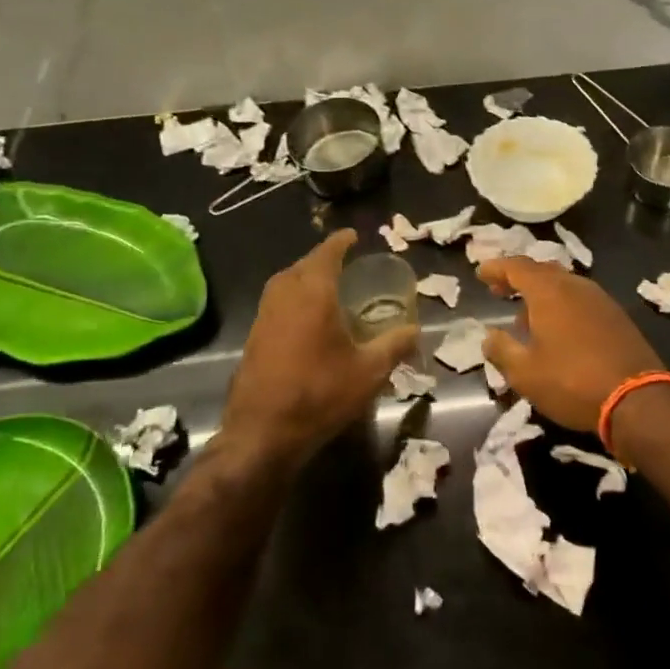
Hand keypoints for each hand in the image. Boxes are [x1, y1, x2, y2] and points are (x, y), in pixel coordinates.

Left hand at [224, 230, 416, 462]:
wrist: (262, 433)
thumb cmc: (320, 394)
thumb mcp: (369, 372)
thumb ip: (394, 345)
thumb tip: (416, 330)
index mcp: (314, 294)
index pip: (327, 254)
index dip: (340, 242)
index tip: (352, 235)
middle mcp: (285, 296)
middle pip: (302, 265)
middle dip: (321, 259)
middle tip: (342, 262)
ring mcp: (264, 317)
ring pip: (284, 283)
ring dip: (303, 277)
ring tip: (324, 286)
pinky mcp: (253, 338)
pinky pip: (275, 303)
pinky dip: (291, 298)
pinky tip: (305, 319)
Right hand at [477, 257, 669, 432]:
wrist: (637, 398)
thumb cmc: (572, 382)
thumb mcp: (525, 373)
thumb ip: (501, 350)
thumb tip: (488, 336)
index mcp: (549, 291)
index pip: (517, 267)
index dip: (496, 268)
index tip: (481, 273)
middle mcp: (575, 285)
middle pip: (541, 271)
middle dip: (518, 278)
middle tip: (500, 290)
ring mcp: (599, 298)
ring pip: (563, 284)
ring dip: (541, 293)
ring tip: (525, 316)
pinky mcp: (616, 315)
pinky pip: (580, 298)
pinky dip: (562, 304)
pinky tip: (557, 329)